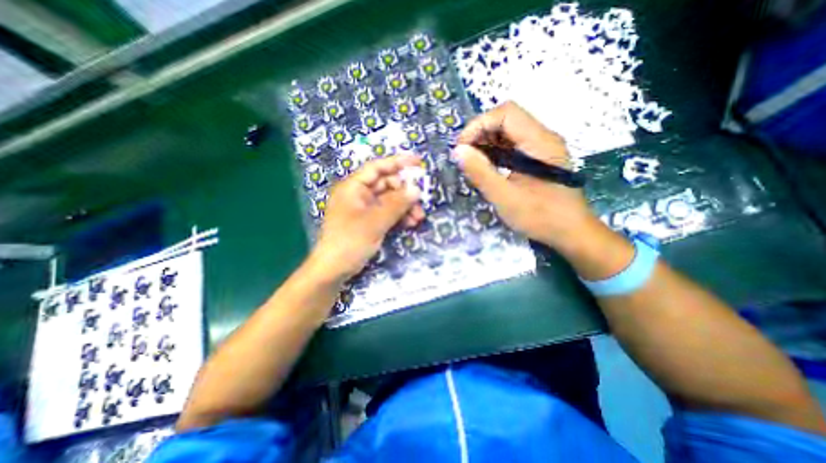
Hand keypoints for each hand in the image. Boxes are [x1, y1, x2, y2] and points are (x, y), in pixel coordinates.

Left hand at [312, 154, 425, 281]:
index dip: (398, 162)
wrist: (334, 269)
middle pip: (386, 185)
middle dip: (405, 193)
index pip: (377, 167)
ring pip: (389, 201)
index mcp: (354, 187)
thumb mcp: (376, 221)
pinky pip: (387, 213)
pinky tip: (409, 224)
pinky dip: (398, 217)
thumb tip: (417, 189)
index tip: (418, 162)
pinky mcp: (368, 221)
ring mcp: (363, 209)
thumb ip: (397, 203)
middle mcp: (359, 194)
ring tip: (418, 218)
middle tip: (421, 202)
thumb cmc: (350, 241)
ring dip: (404, 207)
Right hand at [454, 102, 605, 251]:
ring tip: (471, 162)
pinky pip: (512, 147)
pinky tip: (485, 168)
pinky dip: (494, 153)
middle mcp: (542, 138)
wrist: (571, 233)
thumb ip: (481, 173)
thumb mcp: (505, 197)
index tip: (462, 148)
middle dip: (480, 134)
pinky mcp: (537, 160)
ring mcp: (541, 149)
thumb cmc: (540, 217)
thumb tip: (458, 151)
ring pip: (508, 133)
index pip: (506, 113)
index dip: (479, 125)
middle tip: (464, 156)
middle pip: (506, 120)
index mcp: (539, 142)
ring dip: (486, 143)